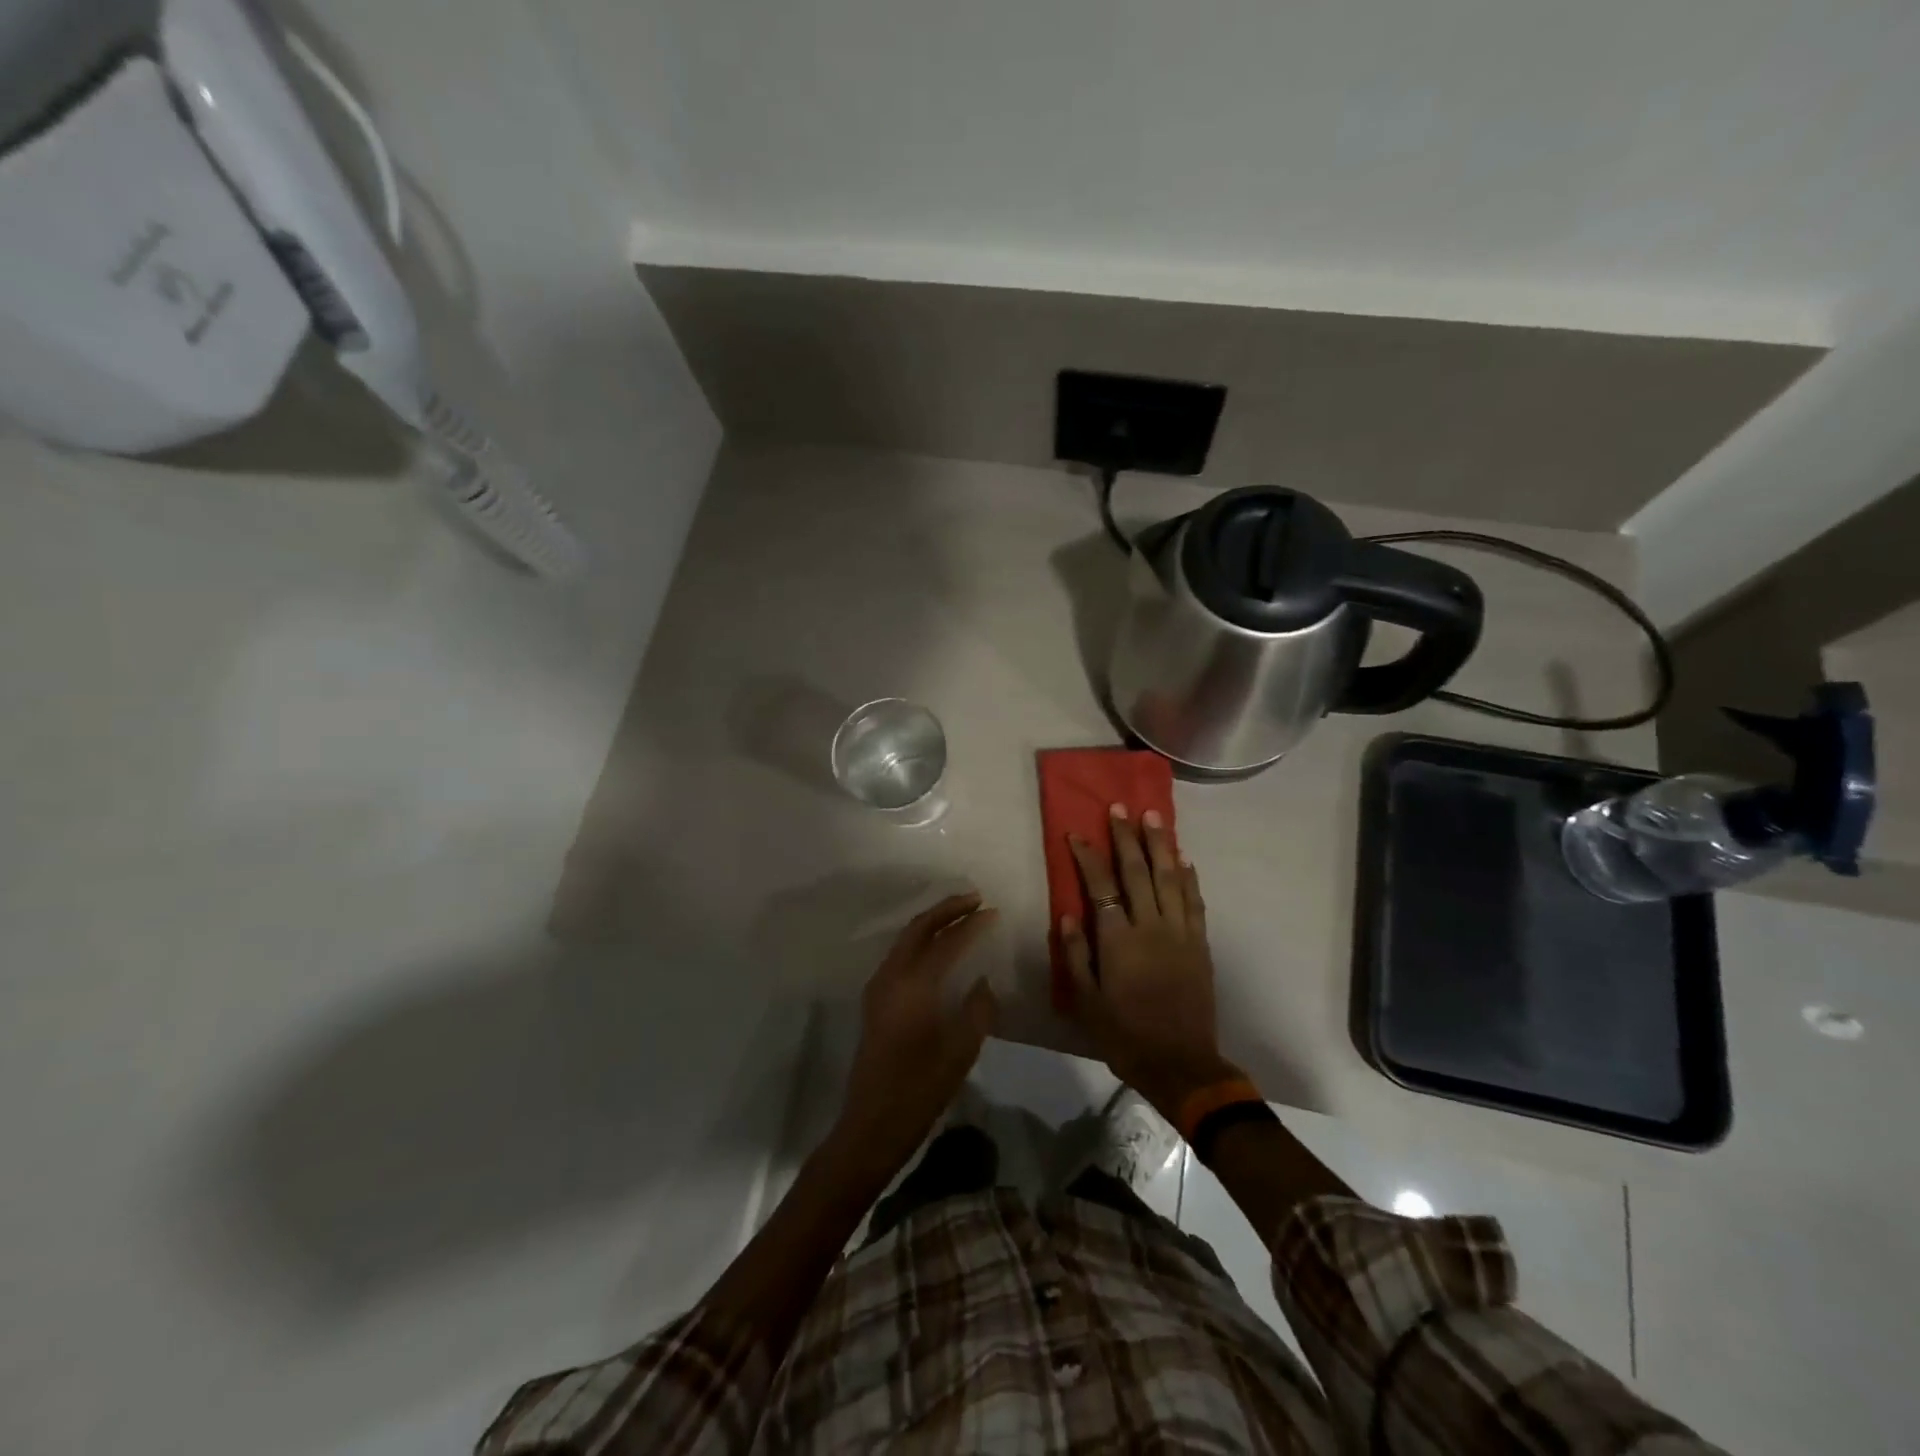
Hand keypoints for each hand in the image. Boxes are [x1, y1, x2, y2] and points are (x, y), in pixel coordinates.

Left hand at [834, 893, 998, 1172]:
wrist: (871, 1125)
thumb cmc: (919, 1090)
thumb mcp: (960, 1052)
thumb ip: (978, 1010)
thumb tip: (983, 982)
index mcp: (913, 985)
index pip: (945, 942)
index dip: (971, 924)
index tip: (993, 912)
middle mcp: (891, 977)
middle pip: (918, 929)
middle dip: (946, 910)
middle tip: (974, 900)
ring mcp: (878, 988)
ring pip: (905, 940)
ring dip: (931, 923)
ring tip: (959, 917)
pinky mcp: (875, 1002)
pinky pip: (899, 956)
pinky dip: (920, 941)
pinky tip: (937, 950)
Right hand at [1061, 807, 1239, 1121]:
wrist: (1180, 1064)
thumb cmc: (1125, 1035)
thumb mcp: (1086, 1001)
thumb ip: (1076, 955)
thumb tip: (1068, 913)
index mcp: (1118, 940)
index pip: (1101, 885)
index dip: (1088, 856)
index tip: (1078, 833)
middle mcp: (1150, 927)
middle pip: (1138, 872)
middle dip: (1127, 837)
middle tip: (1120, 807)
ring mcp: (1180, 933)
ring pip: (1170, 878)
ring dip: (1161, 845)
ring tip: (1154, 816)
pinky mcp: (1200, 944)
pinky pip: (1195, 902)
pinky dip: (1189, 878)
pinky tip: (1184, 859)